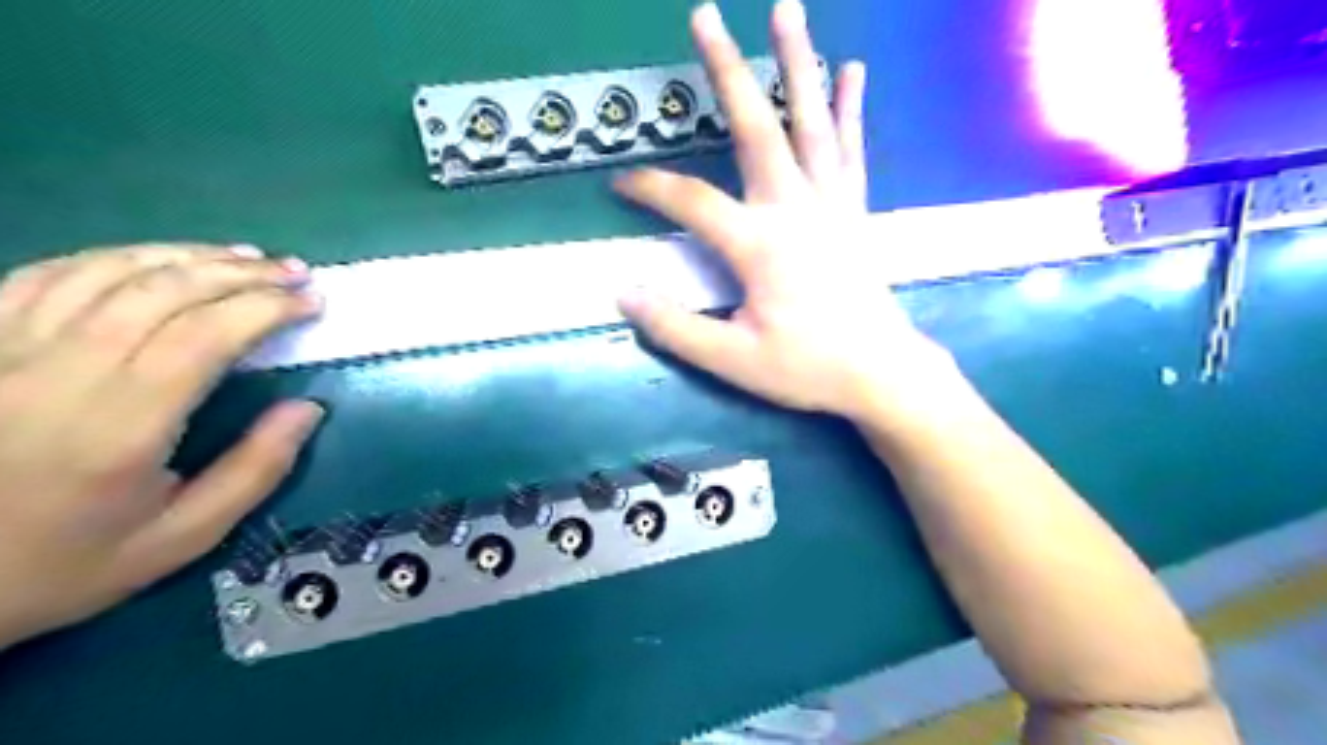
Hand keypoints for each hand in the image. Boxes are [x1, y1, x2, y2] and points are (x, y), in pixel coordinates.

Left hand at [0, 244, 321, 646]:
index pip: (205, 337)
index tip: (313, 303)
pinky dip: (115, 258)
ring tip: (243, 256)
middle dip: (243, 273)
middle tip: (294, 271)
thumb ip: (255, 472)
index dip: (268, 308)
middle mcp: (56, 375)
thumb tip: (308, 408)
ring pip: (107, 271)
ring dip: (187, 255)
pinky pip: (46, 274)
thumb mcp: (181, 539)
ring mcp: (2, 351)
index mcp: (117, 429)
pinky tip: (156, 262)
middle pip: (162, 292)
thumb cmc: (61, 565)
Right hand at [617, 0, 949, 419]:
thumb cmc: (807, 368)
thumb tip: (622, 292)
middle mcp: (796, 209)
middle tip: (706, 14)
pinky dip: (849, 108)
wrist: (881, 373)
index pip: (691, 201)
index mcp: (761, 244)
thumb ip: (675, 327)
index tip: (619, 183)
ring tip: (787, 9)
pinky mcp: (854, 209)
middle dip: (727, 69)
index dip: (649, 188)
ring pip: (811, 122)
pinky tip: (853, 71)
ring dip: (798, 63)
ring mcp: (831, 204)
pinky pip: (850, 149)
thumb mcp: (732, 360)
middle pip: (756, 128)